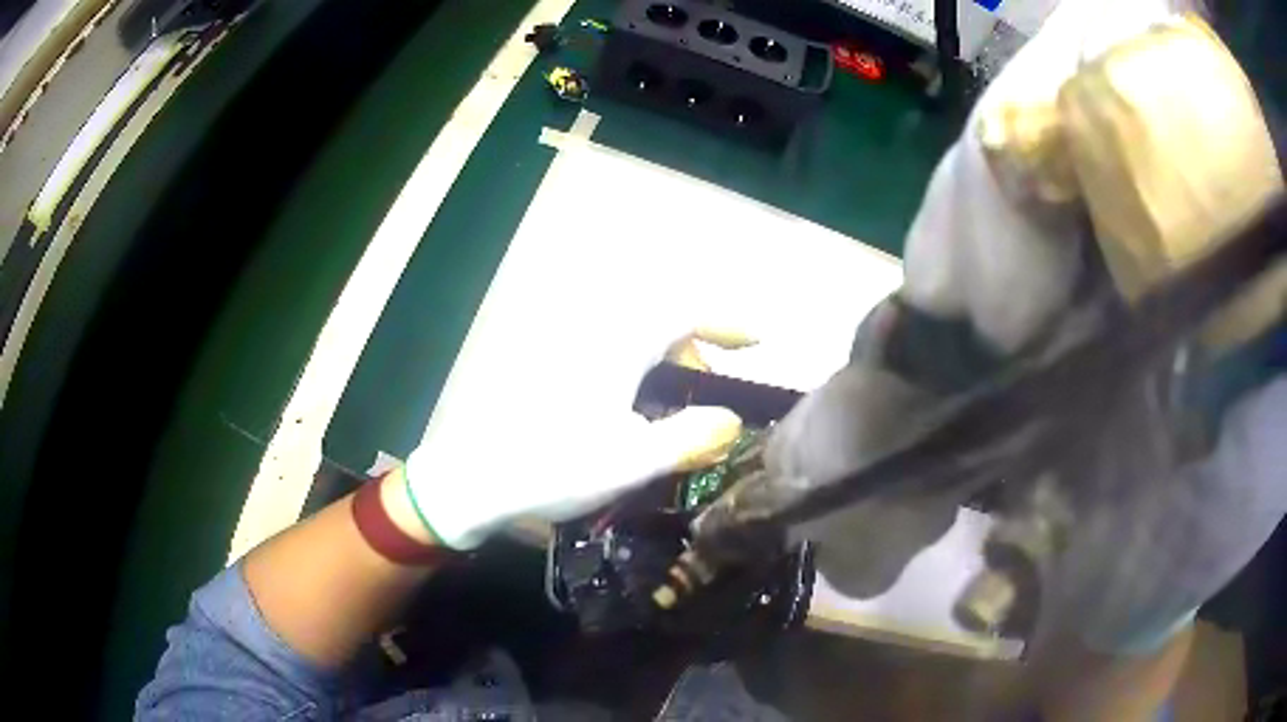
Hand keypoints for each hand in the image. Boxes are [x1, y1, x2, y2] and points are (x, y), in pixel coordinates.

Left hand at [403, 325, 754, 548]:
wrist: (474, 480)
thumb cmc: (554, 465)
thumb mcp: (633, 459)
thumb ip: (690, 436)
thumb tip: (731, 419)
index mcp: (617, 344)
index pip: (683, 310)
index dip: (724, 320)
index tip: (755, 340)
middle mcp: (592, 334)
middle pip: (658, 320)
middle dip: (693, 347)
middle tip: (708, 389)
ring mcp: (565, 350)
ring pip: (632, 338)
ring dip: (663, 362)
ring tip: (674, 408)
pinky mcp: (547, 370)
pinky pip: (608, 354)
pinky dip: (635, 372)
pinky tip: (631, 413)